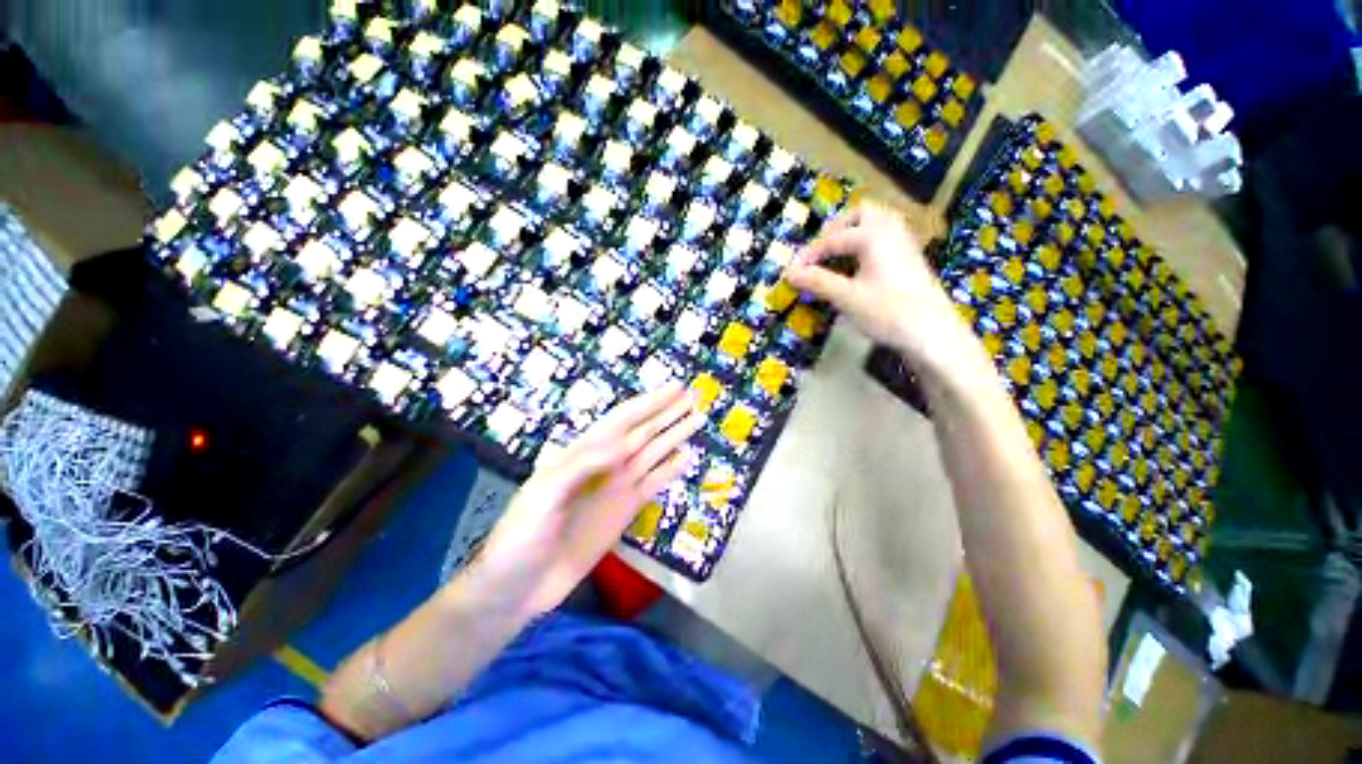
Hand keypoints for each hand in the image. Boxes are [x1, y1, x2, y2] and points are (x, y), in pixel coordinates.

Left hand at [474, 382, 703, 616]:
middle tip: (694, 395)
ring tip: (698, 418)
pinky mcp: (625, 511)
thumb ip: (582, 465)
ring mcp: (617, 487)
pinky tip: (686, 457)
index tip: (675, 387)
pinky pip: (653, 484)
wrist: (518, 587)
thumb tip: (622, 444)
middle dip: (668, 412)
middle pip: (644, 431)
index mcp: (584, 452)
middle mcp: (606, 464)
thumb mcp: (543, 493)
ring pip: (653, 453)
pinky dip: (671, 470)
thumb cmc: (522, 535)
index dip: (649, 402)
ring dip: (675, 435)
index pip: (624, 419)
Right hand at [786, 201, 972, 372]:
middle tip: (817, 255)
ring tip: (834, 259)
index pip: (831, 239)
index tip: (790, 273)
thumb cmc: (888, 312)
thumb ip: (817, 281)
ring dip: (851, 236)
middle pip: (859, 215)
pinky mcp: (910, 259)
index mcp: (874, 235)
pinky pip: (884, 239)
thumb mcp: (847, 297)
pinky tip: (857, 269)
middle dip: (834, 231)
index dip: (808, 256)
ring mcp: (904, 244)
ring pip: (874, 225)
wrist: (933, 333)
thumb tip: (788, 273)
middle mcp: (891, 230)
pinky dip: (865, 246)